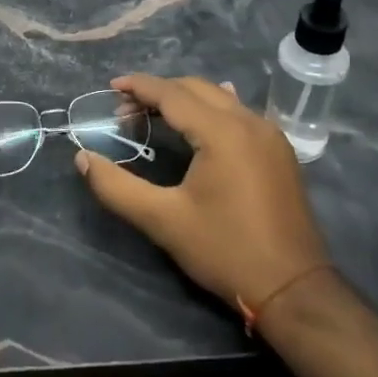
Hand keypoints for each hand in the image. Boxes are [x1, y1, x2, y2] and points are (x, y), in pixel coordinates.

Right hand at [74, 74, 330, 311]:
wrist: (294, 289)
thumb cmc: (225, 251)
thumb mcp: (163, 221)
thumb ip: (117, 187)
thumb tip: (83, 158)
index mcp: (222, 132)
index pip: (172, 94)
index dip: (139, 87)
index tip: (111, 86)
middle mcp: (249, 122)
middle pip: (196, 88)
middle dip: (159, 92)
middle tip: (125, 109)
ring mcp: (270, 135)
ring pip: (220, 98)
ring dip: (185, 99)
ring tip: (154, 115)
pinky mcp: (279, 152)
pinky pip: (239, 113)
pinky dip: (211, 110)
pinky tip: (201, 121)